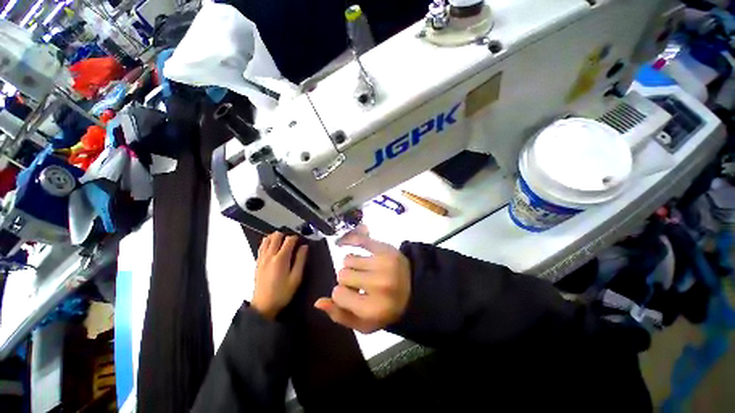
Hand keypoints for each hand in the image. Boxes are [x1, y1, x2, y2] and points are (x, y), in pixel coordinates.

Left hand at [251, 232, 308, 319]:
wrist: (263, 306)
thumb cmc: (282, 293)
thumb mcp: (296, 278)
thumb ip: (301, 260)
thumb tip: (304, 247)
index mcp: (281, 259)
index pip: (289, 239)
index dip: (296, 238)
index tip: (300, 242)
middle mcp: (270, 256)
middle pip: (276, 236)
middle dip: (285, 235)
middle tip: (292, 242)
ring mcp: (262, 258)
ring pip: (267, 239)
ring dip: (276, 238)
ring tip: (283, 243)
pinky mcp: (258, 262)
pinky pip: (262, 246)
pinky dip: (268, 242)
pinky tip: (273, 248)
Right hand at [314, 227, 410, 333]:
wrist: (413, 290)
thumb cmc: (387, 309)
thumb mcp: (365, 324)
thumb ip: (340, 316)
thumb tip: (318, 302)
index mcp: (373, 307)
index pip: (338, 293)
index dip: (341, 294)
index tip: (351, 295)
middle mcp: (379, 283)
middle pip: (342, 274)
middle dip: (347, 279)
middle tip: (360, 283)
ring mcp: (384, 263)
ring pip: (349, 258)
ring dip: (352, 265)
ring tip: (364, 270)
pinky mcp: (386, 248)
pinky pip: (360, 239)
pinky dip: (349, 239)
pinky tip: (343, 242)